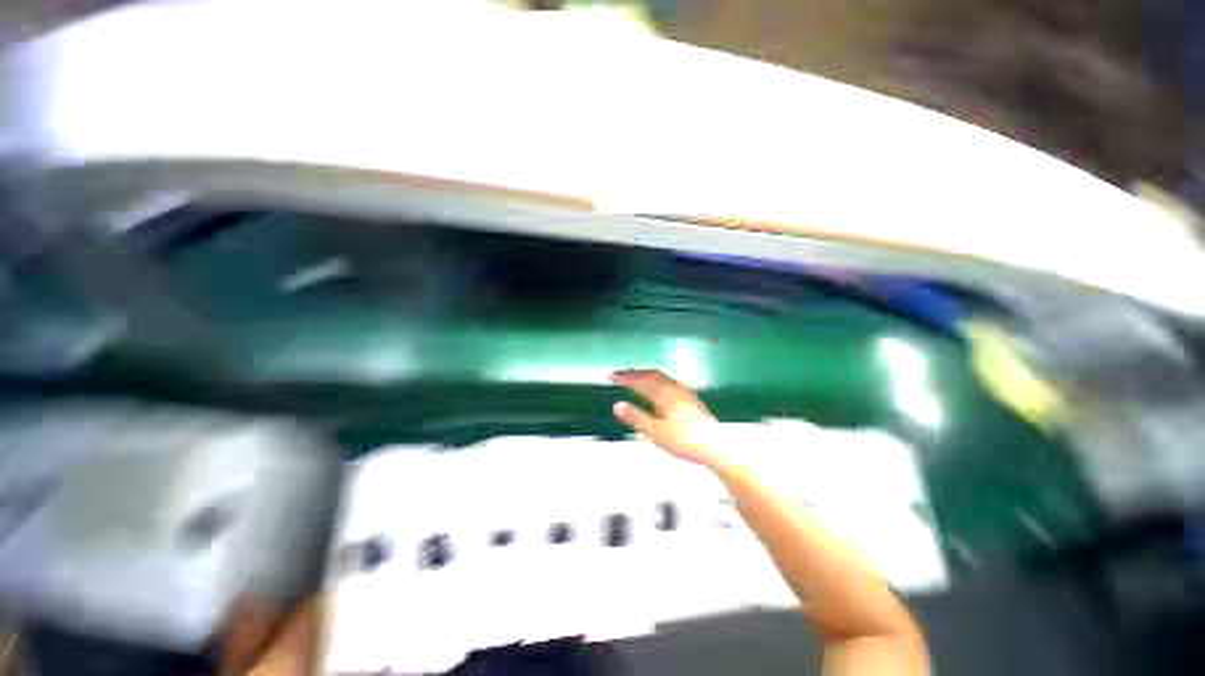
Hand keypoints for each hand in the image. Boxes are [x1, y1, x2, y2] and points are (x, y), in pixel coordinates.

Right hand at [610, 369, 724, 467]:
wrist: (716, 446)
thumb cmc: (684, 441)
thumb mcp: (656, 433)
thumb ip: (636, 417)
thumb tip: (617, 405)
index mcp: (664, 394)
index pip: (640, 381)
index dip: (624, 377)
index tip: (611, 376)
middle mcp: (674, 388)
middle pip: (651, 374)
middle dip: (634, 373)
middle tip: (620, 374)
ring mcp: (684, 391)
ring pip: (661, 377)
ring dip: (646, 375)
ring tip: (635, 378)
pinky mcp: (691, 397)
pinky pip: (668, 381)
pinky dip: (656, 380)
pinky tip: (658, 389)